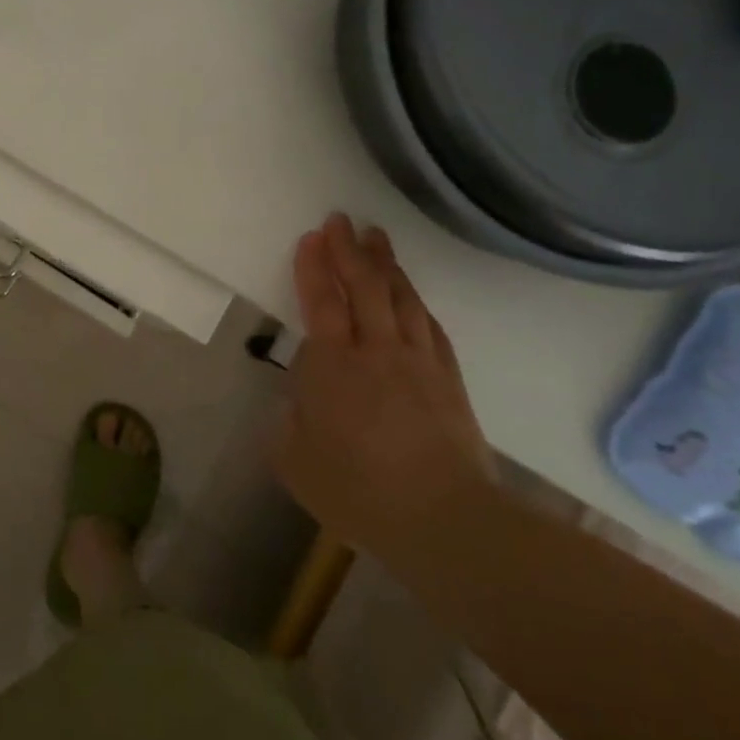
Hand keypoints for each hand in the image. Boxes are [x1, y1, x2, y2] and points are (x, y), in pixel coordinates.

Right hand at [276, 213, 496, 551]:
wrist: (443, 519)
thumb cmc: (358, 490)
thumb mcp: (295, 462)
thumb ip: (290, 424)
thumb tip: (300, 403)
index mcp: (333, 366)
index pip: (321, 301)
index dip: (314, 267)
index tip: (312, 237)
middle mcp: (376, 350)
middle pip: (363, 286)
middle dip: (349, 250)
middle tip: (341, 220)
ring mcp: (418, 361)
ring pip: (401, 298)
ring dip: (386, 265)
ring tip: (376, 238)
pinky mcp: (448, 379)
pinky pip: (430, 326)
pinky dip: (417, 302)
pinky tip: (412, 294)